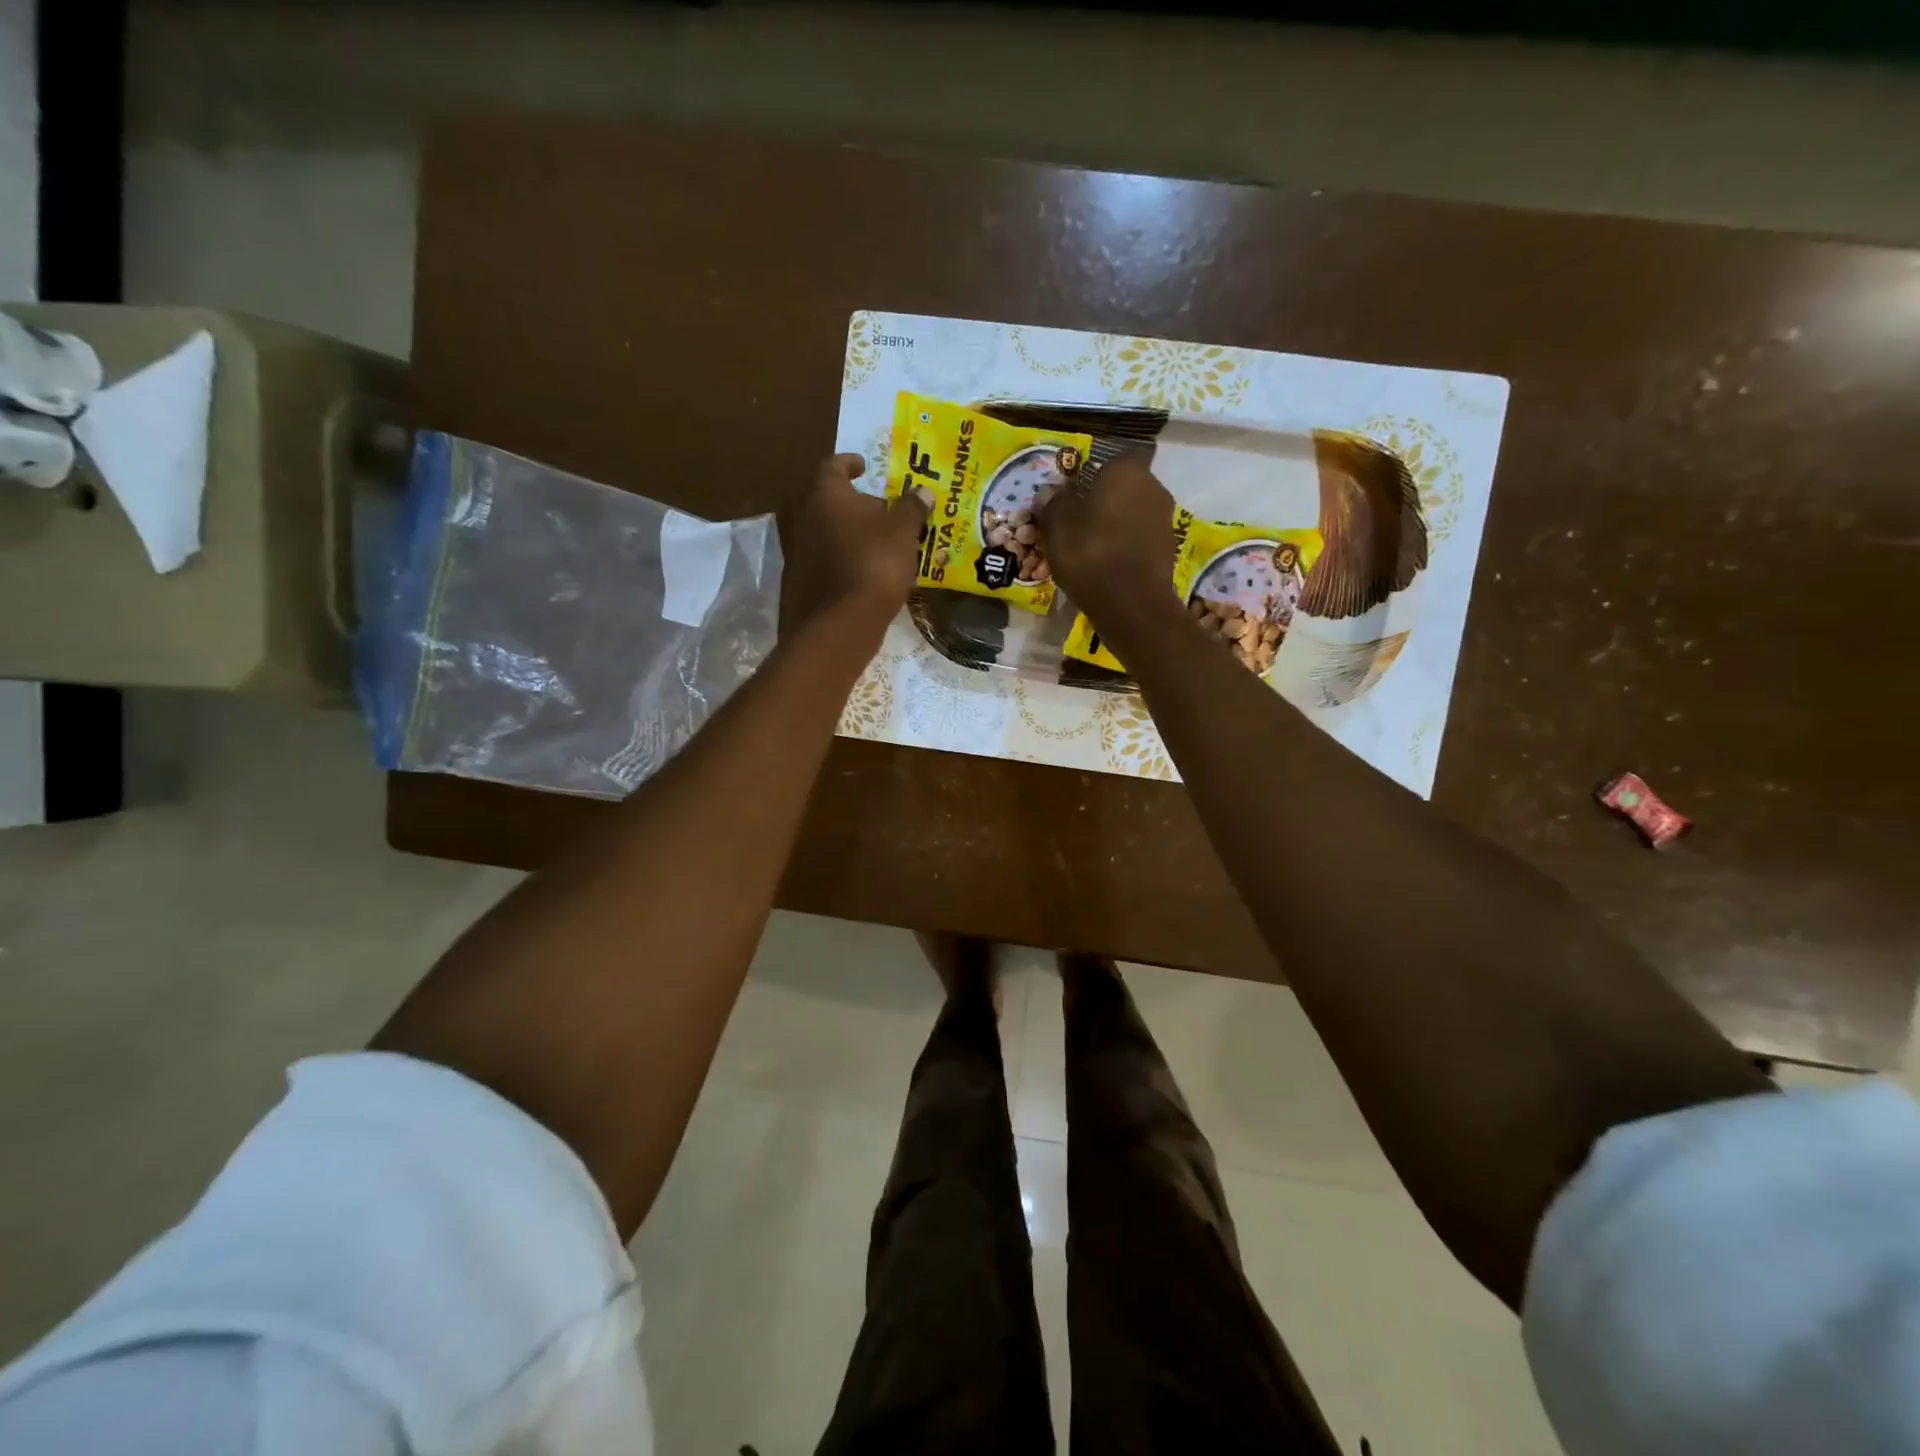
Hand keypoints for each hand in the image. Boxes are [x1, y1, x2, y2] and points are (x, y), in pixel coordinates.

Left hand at [778, 453, 932, 642]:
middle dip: (854, 503)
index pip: (834, 465)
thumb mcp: (903, 532)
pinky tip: (863, 572)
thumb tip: (923, 491)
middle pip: (829, 501)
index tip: (864, 466)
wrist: (839, 624)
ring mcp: (797, 551)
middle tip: (881, 511)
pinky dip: (842, 559)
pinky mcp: (799, 582)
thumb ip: (912, 508)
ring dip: (848, 533)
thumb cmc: (874, 564)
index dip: (850, 463)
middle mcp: (804, 517)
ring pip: (826, 532)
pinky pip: (824, 561)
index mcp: (826, 494)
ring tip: (877, 544)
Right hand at [1035, 453, 1177, 626]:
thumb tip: (1052, 493)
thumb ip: (1053, 503)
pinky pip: (1138, 538)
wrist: (1130, 602)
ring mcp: (1164, 517)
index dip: (1081, 483)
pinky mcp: (1168, 547)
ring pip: (1129, 514)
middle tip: (1074, 526)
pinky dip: (1123, 546)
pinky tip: (1106, 565)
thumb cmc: (1089, 553)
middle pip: (1118, 489)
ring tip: (1087, 549)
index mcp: (1125, 469)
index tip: (1066, 503)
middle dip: (1098, 503)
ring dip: (1112, 526)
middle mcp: (1152, 485)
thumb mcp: (1056, 526)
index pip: (1100, 464)